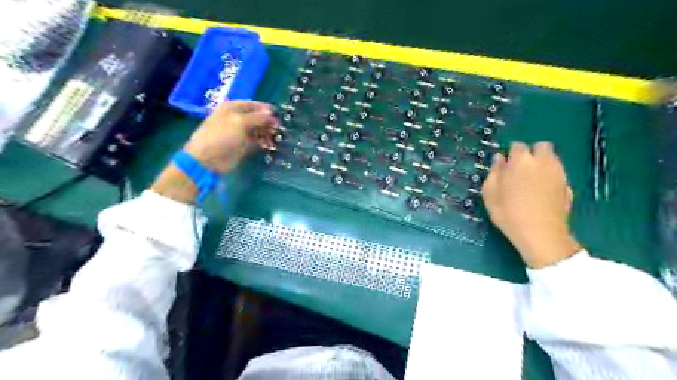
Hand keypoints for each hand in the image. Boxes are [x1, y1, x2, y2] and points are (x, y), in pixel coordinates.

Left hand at [149, 99, 276, 202]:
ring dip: (267, 133)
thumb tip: (272, 114)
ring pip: (258, 130)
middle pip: (257, 118)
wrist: (208, 160)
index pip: (253, 105)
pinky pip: (256, 142)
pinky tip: (270, 146)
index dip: (266, 109)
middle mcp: (236, 119)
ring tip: (276, 138)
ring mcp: (239, 133)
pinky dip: (263, 143)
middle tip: (279, 129)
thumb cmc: (222, 136)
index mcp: (232, 108)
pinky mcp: (242, 146)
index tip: (279, 115)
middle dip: (268, 122)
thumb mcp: (240, 122)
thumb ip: (258, 117)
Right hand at [481, 141, 581, 268]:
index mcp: (520, 161)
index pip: (517, 146)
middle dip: (532, 153)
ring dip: (541, 164)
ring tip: (531, 181)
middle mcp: (542, 161)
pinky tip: (541, 191)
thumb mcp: (490, 193)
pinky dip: (549, 176)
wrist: (540, 233)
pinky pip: (557, 173)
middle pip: (541, 146)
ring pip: (551, 158)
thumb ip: (494, 172)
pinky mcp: (567, 185)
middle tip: (521, 169)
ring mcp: (558, 173)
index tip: (506, 166)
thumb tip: (499, 159)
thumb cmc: (508, 212)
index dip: (511, 154)